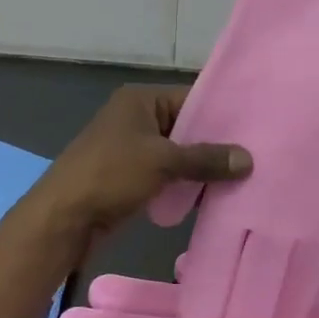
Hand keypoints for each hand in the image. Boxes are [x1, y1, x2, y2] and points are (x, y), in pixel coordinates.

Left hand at [33, 85, 251, 237]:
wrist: (61, 219)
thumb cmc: (110, 175)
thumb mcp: (162, 162)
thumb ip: (205, 158)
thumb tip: (248, 159)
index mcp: (141, 100)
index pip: (191, 98)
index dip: (222, 113)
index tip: (256, 128)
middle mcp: (137, 117)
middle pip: (186, 126)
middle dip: (215, 144)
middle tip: (255, 156)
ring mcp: (132, 148)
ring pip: (178, 153)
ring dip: (202, 167)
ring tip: (243, 177)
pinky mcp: (130, 176)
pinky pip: (167, 173)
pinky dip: (186, 183)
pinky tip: (214, 196)